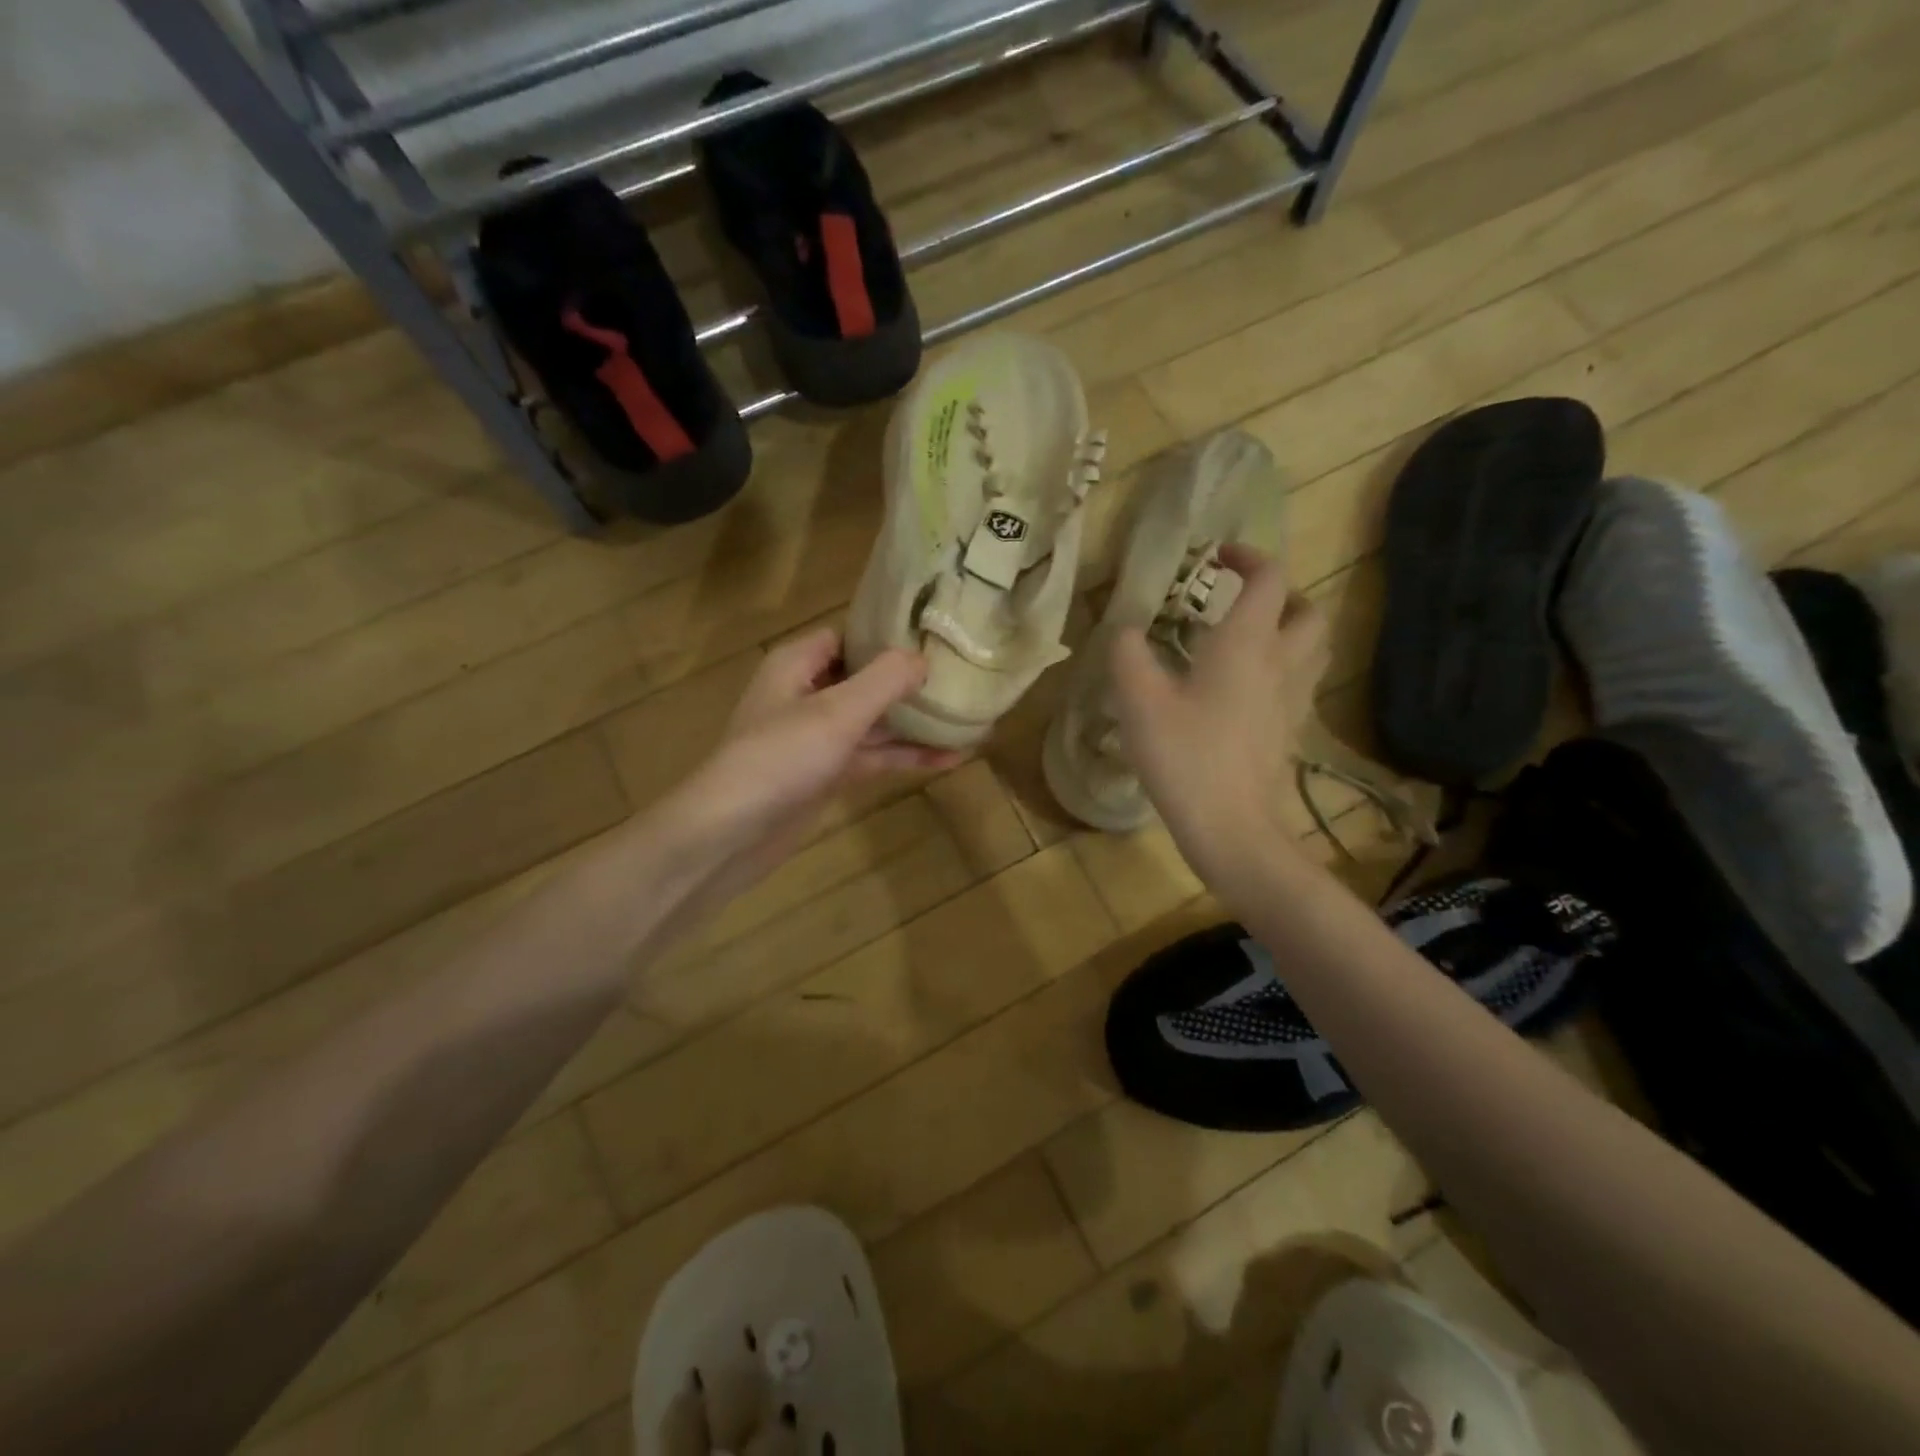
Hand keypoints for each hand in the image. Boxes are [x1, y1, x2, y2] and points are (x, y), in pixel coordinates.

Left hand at [664, 628, 961, 911]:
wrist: (731, 833)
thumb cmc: (781, 757)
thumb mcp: (837, 711)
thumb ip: (884, 680)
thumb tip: (923, 657)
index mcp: (798, 663)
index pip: (849, 635)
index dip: (890, 635)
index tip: (937, 637)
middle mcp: (806, 693)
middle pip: (865, 677)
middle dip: (909, 680)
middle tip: (963, 676)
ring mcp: (816, 737)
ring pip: (873, 720)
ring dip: (914, 722)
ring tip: (968, 719)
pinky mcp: (826, 773)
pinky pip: (872, 755)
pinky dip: (904, 756)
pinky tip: (949, 758)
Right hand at [1110, 543, 1327, 880]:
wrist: (1231, 827)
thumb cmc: (1184, 756)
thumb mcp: (1138, 700)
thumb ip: (1128, 653)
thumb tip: (1126, 630)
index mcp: (1247, 643)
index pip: (1269, 579)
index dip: (1248, 557)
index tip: (1216, 557)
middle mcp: (1280, 663)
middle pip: (1308, 610)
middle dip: (1282, 594)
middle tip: (1242, 600)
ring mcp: (1292, 700)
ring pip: (1313, 647)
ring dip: (1289, 629)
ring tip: (1248, 638)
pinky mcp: (1290, 731)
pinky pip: (1300, 683)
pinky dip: (1282, 669)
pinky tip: (1245, 688)